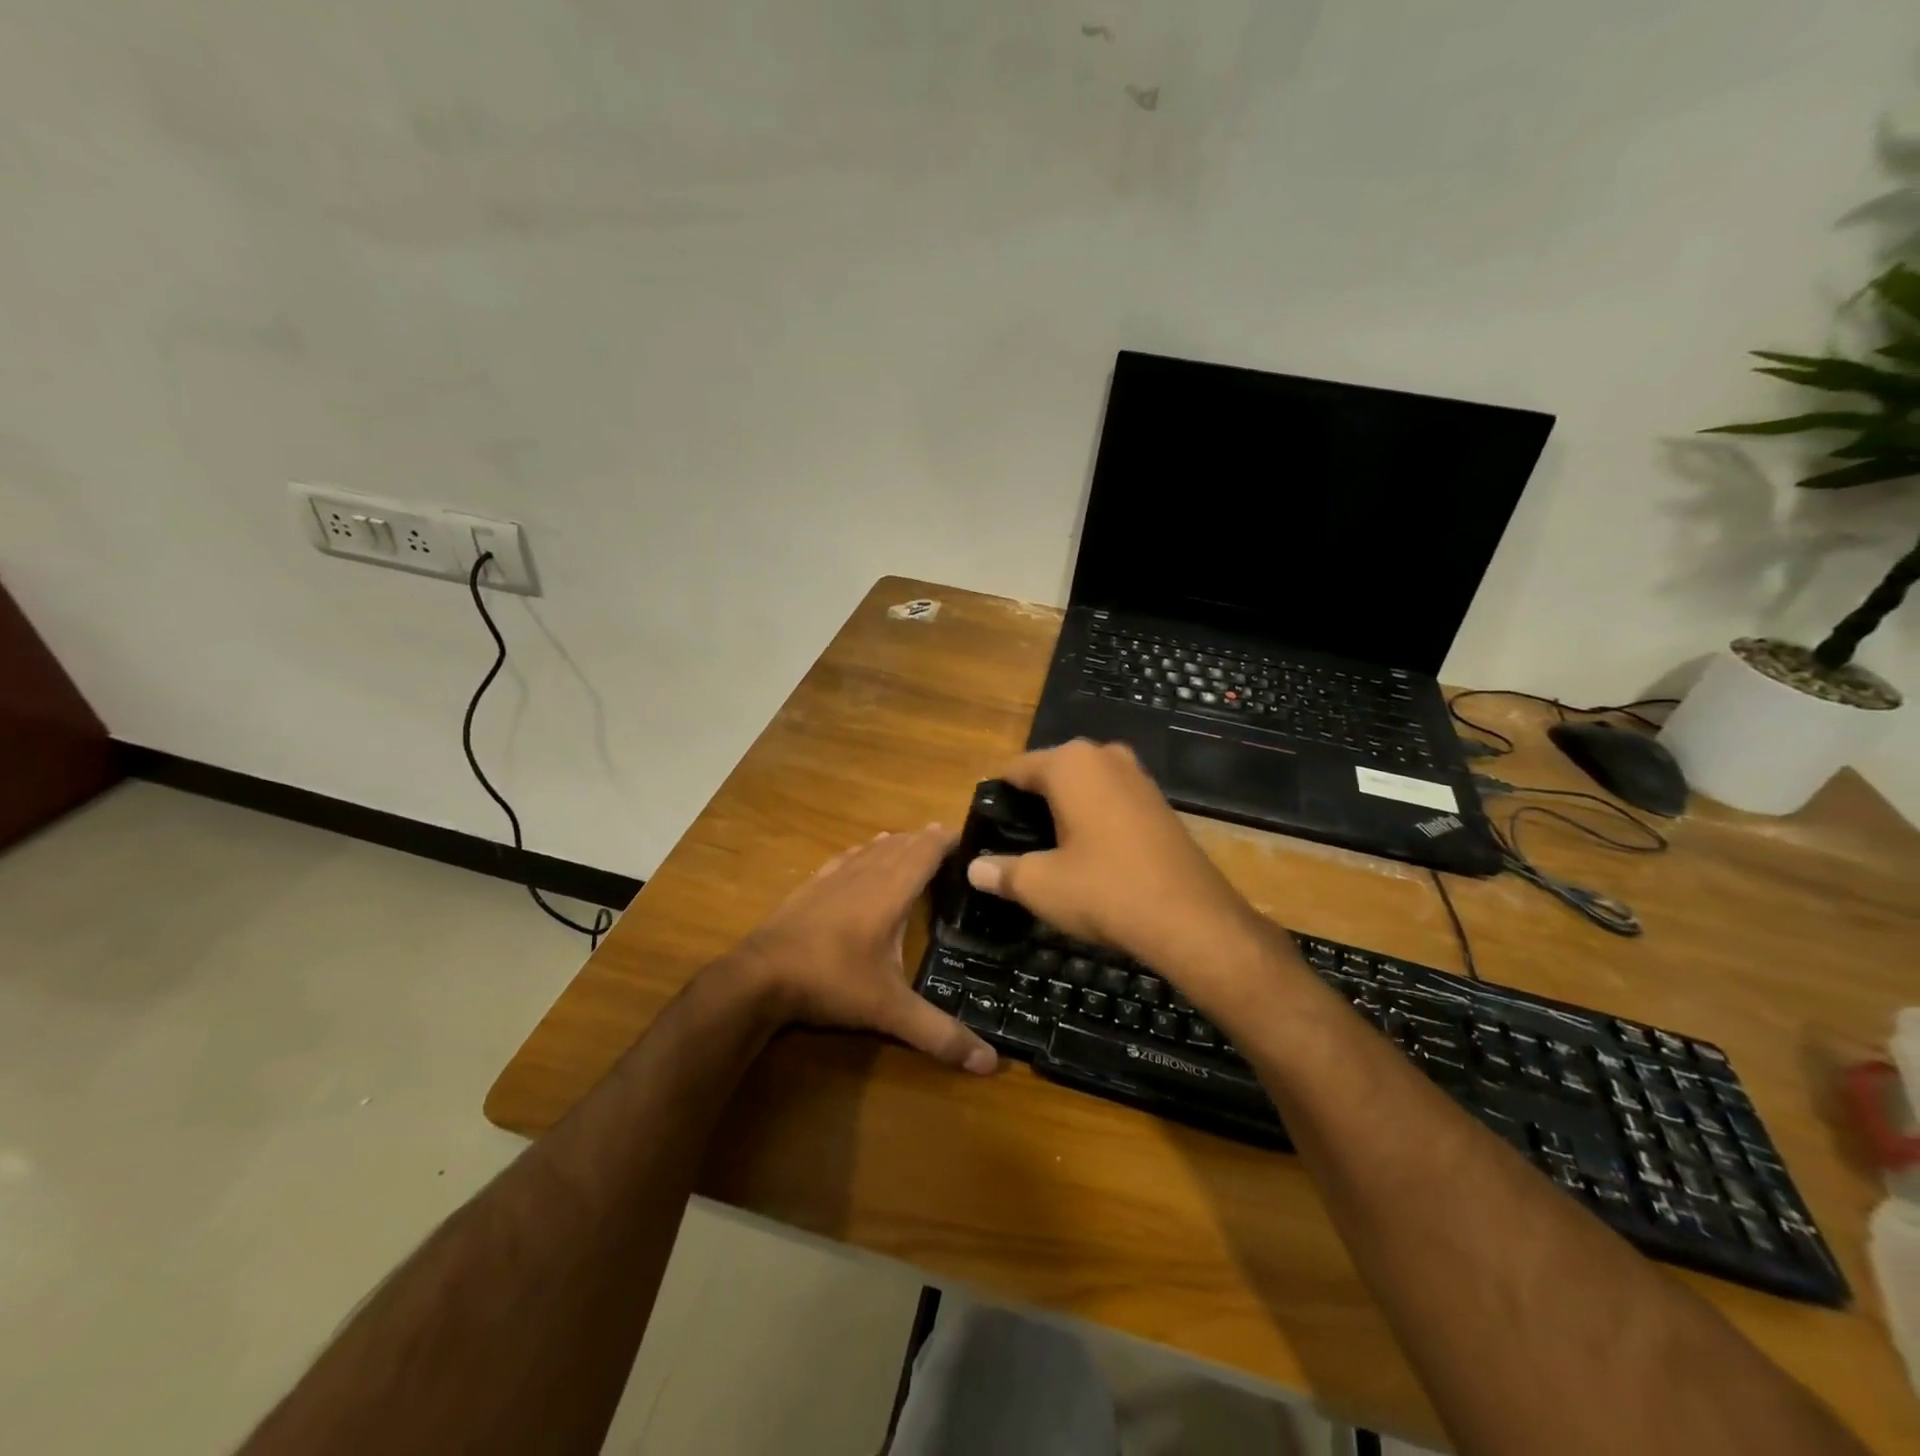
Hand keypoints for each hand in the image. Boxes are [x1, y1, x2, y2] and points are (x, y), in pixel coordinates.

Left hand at [721, 826, 997, 1074]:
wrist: (760, 976)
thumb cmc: (832, 982)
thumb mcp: (890, 1011)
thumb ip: (939, 1033)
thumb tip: (990, 1063)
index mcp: (891, 892)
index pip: (926, 852)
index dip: (949, 840)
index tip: (972, 837)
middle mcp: (866, 874)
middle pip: (903, 844)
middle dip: (927, 840)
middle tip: (951, 843)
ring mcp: (834, 876)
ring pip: (874, 848)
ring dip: (898, 842)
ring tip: (915, 841)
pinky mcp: (811, 885)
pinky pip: (847, 857)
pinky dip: (864, 850)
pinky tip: (863, 851)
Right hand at [965, 740, 1271, 1006]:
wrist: (1192, 919)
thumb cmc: (1105, 890)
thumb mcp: (1041, 885)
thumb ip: (1002, 871)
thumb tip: (974, 869)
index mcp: (1070, 763)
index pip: (1016, 769)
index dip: (998, 799)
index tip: (988, 831)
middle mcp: (1105, 756)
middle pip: (1051, 774)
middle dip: (1032, 805)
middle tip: (1017, 845)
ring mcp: (1138, 776)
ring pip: (1084, 787)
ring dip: (1065, 812)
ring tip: (1050, 852)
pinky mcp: (1160, 802)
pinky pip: (1112, 800)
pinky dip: (1095, 819)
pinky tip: (1091, 856)